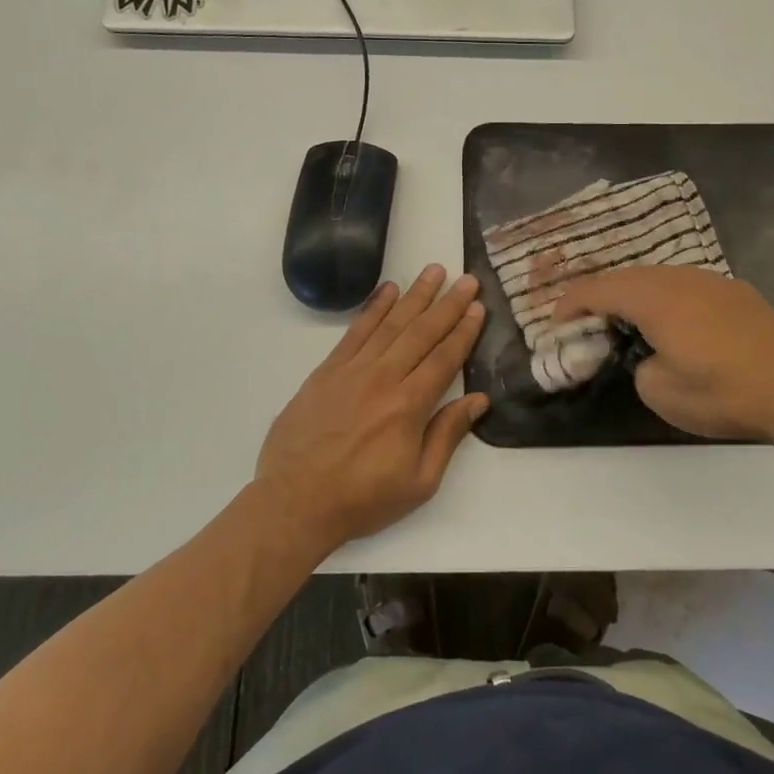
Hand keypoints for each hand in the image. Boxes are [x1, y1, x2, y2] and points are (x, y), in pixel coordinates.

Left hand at [256, 265, 489, 549]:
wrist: (295, 502)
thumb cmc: (363, 499)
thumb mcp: (419, 482)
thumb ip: (448, 435)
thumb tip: (478, 400)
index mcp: (409, 405)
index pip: (445, 358)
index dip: (464, 331)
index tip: (478, 307)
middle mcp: (384, 378)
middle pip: (422, 332)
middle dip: (448, 304)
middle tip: (467, 279)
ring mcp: (352, 370)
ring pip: (390, 324)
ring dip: (415, 295)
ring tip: (434, 271)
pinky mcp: (327, 371)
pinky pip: (355, 332)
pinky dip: (373, 309)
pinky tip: (388, 291)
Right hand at [549, 266, 773, 455]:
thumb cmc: (722, 393)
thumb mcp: (660, 392)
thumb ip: (638, 366)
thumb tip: (649, 356)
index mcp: (654, 298)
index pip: (598, 289)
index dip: (570, 304)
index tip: (555, 323)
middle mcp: (679, 278)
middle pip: (626, 276)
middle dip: (599, 295)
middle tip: (585, 321)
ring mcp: (711, 281)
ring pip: (657, 276)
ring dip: (633, 294)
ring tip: (625, 319)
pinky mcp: (735, 292)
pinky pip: (685, 285)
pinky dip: (664, 297)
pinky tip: (673, 321)